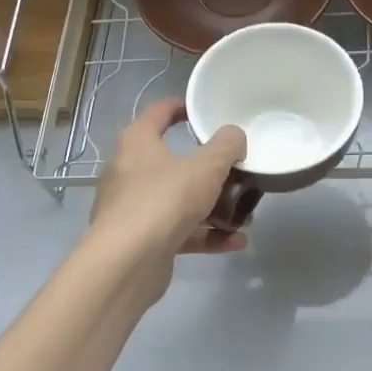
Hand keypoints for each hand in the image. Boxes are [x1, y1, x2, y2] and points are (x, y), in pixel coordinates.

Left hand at [90, 98, 248, 263]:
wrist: (127, 263)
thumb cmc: (165, 200)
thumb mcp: (206, 167)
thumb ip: (226, 146)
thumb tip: (235, 136)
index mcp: (138, 142)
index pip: (160, 112)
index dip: (184, 107)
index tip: (206, 112)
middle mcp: (130, 170)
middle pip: (175, 161)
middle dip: (210, 169)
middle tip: (236, 172)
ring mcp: (133, 207)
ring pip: (179, 199)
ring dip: (213, 207)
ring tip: (244, 215)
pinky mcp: (141, 239)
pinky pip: (179, 230)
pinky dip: (205, 234)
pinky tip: (235, 241)